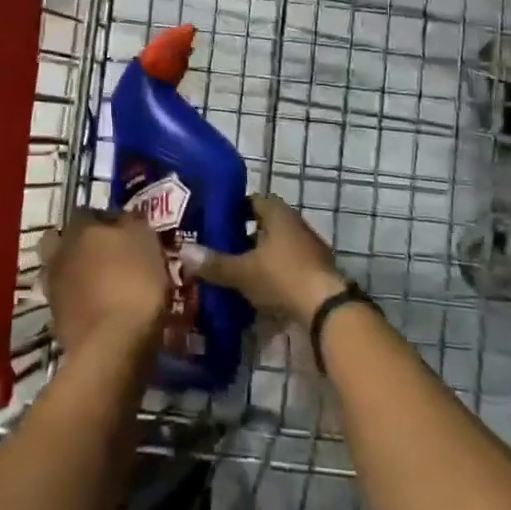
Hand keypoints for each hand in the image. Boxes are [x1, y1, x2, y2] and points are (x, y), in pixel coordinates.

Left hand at [35, 208, 169, 355]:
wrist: (113, 344)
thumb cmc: (135, 283)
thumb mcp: (147, 242)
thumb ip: (133, 224)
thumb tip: (126, 219)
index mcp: (80, 228)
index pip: (89, 212)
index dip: (108, 220)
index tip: (127, 233)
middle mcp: (60, 252)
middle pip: (66, 241)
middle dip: (82, 245)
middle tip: (108, 257)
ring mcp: (53, 287)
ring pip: (64, 271)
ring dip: (80, 275)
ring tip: (106, 288)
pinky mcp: (55, 319)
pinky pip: (69, 301)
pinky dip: (81, 302)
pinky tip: (101, 310)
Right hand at [179, 195, 344, 327]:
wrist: (327, 309)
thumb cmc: (282, 276)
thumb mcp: (242, 272)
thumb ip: (214, 263)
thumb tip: (183, 252)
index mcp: (279, 215)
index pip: (254, 200)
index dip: (235, 208)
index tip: (216, 219)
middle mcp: (296, 225)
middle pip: (267, 224)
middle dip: (245, 235)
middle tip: (221, 247)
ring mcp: (310, 249)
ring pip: (278, 247)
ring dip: (261, 256)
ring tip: (236, 270)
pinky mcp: (317, 273)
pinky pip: (289, 266)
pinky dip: (274, 274)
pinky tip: (259, 290)